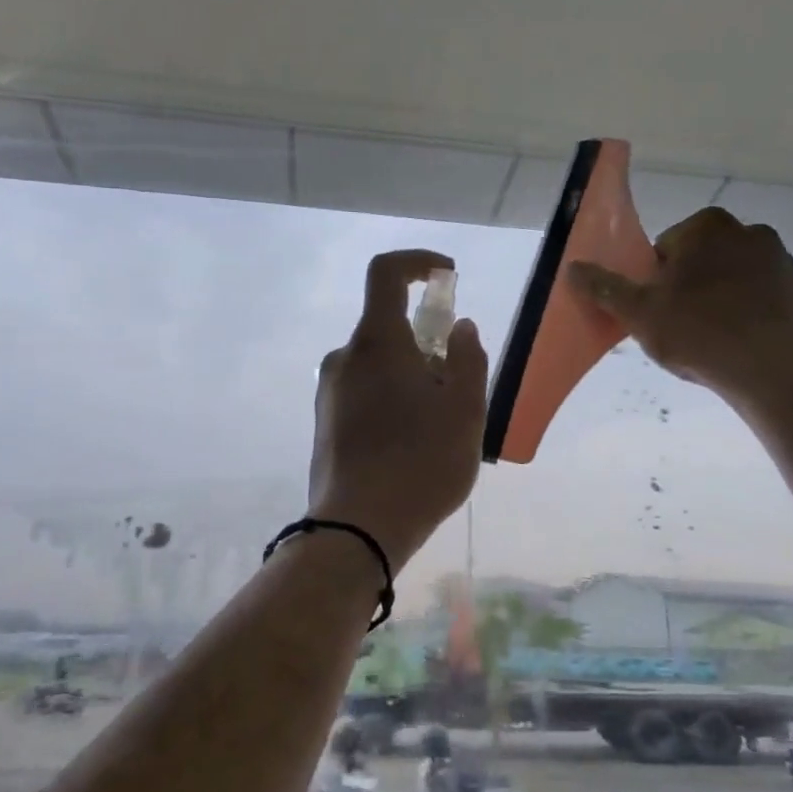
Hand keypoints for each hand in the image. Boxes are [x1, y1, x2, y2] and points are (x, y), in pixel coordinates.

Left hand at [309, 250, 486, 570]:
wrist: (358, 529)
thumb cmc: (421, 463)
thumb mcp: (466, 411)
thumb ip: (468, 359)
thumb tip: (459, 328)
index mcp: (377, 342)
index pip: (386, 273)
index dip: (418, 262)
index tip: (447, 276)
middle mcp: (344, 357)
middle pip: (388, 327)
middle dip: (427, 342)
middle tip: (457, 386)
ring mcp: (329, 391)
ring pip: (378, 364)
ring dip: (411, 375)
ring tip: (439, 425)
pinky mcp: (324, 422)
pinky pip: (364, 391)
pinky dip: (392, 397)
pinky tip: (411, 443)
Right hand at [567, 208, 792, 406]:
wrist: (774, 368)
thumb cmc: (698, 332)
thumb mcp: (638, 313)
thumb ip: (605, 287)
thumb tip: (572, 267)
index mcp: (706, 228)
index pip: (666, 248)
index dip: (656, 281)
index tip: (658, 311)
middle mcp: (749, 232)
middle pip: (703, 260)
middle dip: (692, 286)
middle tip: (682, 327)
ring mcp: (784, 260)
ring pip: (737, 278)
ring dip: (723, 299)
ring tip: (714, 340)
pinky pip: (768, 298)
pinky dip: (755, 314)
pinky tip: (744, 344)